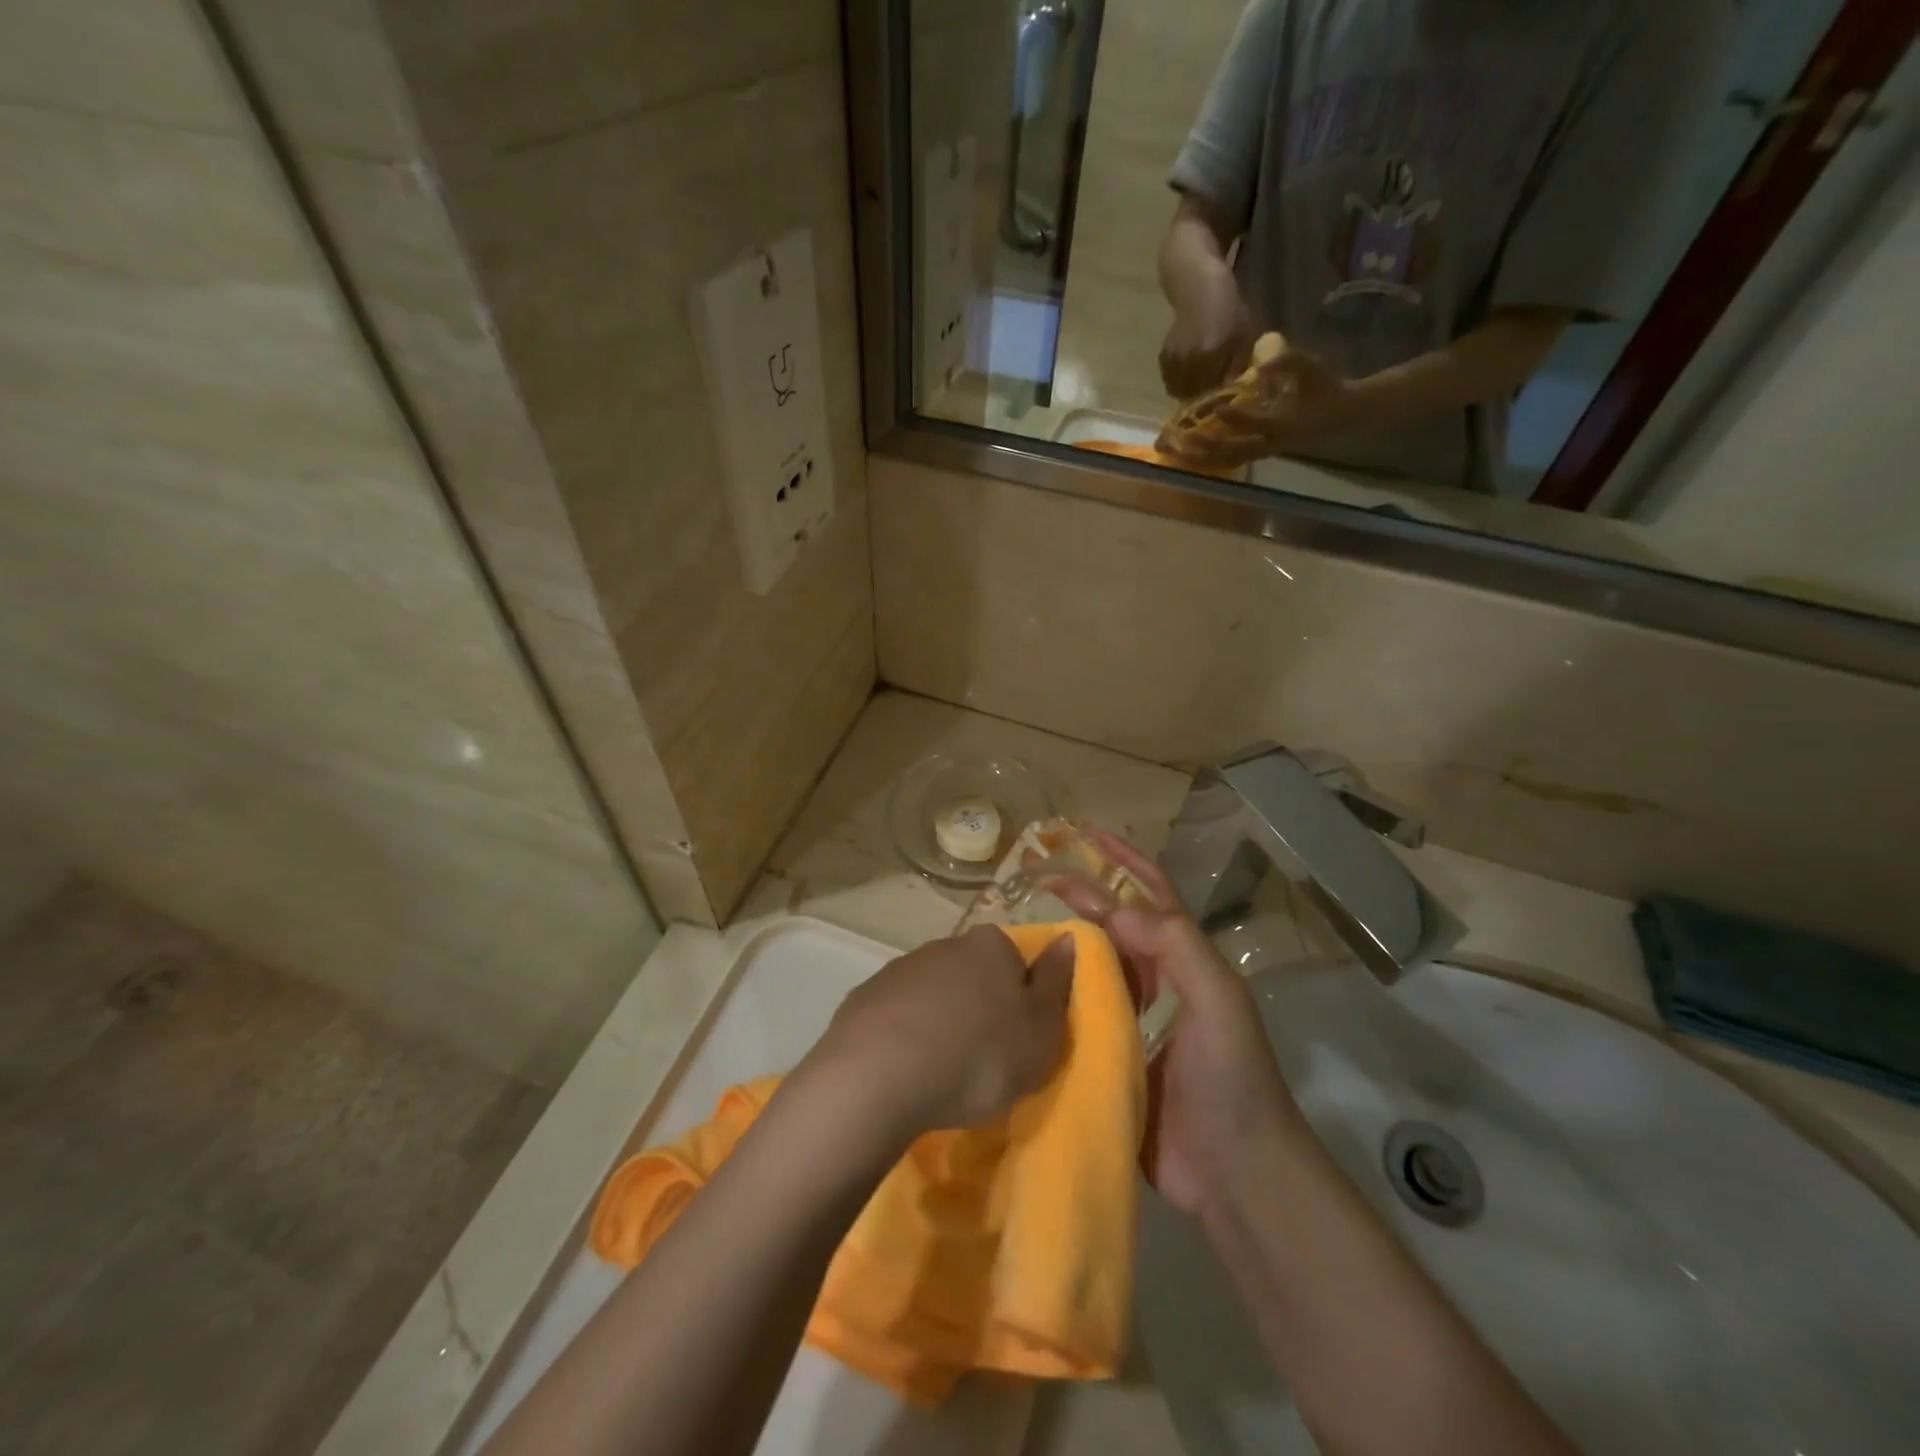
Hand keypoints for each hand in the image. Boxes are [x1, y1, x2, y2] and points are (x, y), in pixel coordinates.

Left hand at [809, 926, 1074, 1138]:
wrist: (880, 1075)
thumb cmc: (979, 1055)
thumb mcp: (1041, 1029)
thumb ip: (1056, 981)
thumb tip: (1066, 938)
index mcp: (991, 946)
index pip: (1015, 960)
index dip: (1019, 998)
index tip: (1017, 1038)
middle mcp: (945, 944)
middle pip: (972, 974)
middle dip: (978, 1008)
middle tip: (983, 1060)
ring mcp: (899, 969)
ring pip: (933, 993)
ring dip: (940, 1021)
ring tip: (941, 1072)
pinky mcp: (863, 998)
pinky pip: (896, 1015)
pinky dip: (904, 1036)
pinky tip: (905, 1071)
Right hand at [1057, 830, 1298, 1216]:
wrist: (1233, 1171)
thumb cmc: (1231, 1076)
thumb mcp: (1217, 1000)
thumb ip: (1175, 946)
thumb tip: (1113, 906)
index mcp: (1183, 960)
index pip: (1150, 893)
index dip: (1120, 860)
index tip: (1082, 835)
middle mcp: (1156, 981)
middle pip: (1112, 924)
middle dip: (1080, 895)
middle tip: (1033, 874)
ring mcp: (1131, 1019)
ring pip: (1090, 966)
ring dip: (1062, 942)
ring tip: (1019, 924)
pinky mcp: (1108, 1054)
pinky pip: (1074, 1014)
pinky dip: (1052, 996)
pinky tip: (1022, 989)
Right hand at [1159, 260, 1254, 399]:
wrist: (1198, 290)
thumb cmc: (1228, 311)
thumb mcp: (1243, 337)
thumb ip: (1237, 367)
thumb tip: (1233, 394)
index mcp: (1211, 354)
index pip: (1214, 392)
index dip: (1219, 401)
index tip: (1225, 403)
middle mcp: (1189, 360)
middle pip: (1196, 395)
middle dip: (1204, 400)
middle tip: (1213, 398)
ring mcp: (1174, 360)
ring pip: (1180, 392)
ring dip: (1191, 394)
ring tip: (1201, 389)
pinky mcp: (1164, 358)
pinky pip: (1171, 383)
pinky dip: (1179, 385)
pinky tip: (1190, 378)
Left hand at [1162, 346, 1351, 470]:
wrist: (1338, 415)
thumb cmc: (1324, 388)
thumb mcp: (1310, 368)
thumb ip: (1287, 363)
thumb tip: (1261, 365)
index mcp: (1284, 424)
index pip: (1258, 424)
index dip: (1238, 418)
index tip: (1218, 407)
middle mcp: (1269, 443)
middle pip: (1234, 451)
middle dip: (1208, 446)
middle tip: (1184, 437)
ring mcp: (1261, 451)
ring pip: (1227, 460)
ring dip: (1201, 458)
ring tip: (1176, 451)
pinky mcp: (1256, 453)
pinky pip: (1228, 460)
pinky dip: (1207, 459)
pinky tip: (1186, 455)